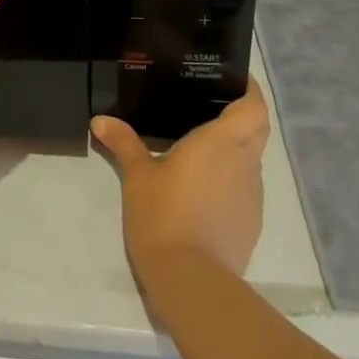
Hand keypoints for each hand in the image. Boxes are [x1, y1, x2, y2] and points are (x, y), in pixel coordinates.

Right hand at [92, 79, 271, 285]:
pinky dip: (230, 179)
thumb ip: (123, 143)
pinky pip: (244, 188)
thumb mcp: (137, 175)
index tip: (234, 79)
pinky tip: (202, 187)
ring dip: (235, 149)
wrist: (191, 280)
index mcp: (222, 142)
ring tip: (200, 146)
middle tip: (212, 105)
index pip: (254, 106)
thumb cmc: (164, 214)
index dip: (251, 90)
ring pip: (251, 159)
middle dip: (244, 114)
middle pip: (257, 129)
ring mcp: (252, 195)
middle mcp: (244, 162)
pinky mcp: (250, 222)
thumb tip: (100, 120)